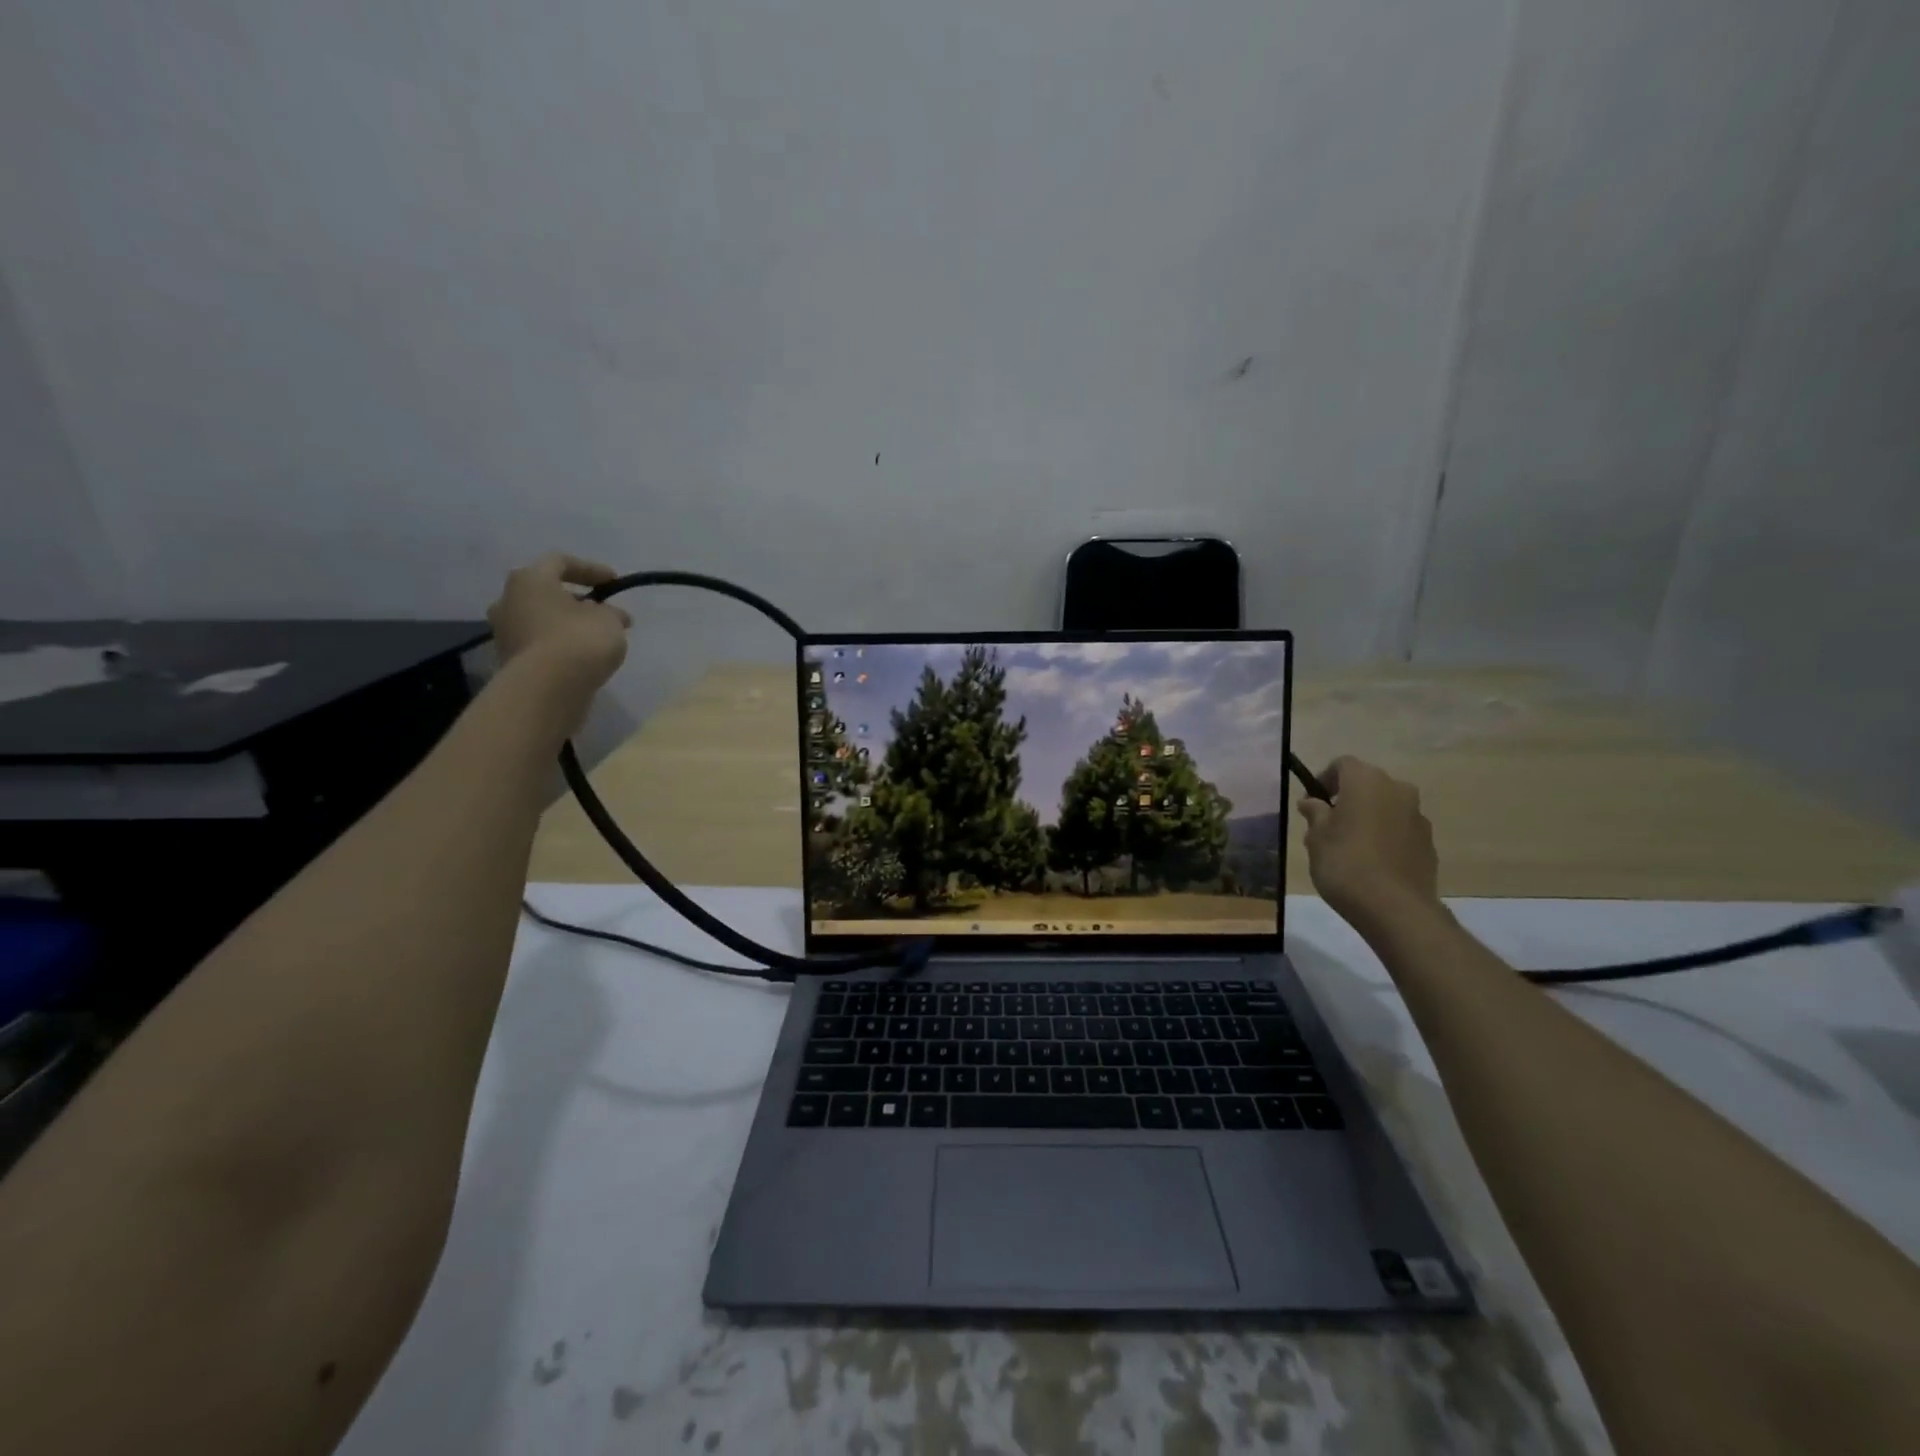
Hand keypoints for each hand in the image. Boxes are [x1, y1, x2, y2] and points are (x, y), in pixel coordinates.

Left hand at [487, 554, 630, 718]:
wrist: (548, 689)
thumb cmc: (579, 640)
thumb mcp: (609, 620)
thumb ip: (611, 613)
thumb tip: (611, 614)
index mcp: (529, 580)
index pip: (560, 562)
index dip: (591, 569)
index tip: (615, 583)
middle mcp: (508, 601)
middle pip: (545, 592)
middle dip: (575, 600)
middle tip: (602, 612)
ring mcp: (504, 633)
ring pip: (540, 620)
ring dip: (566, 625)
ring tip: (595, 638)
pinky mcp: (510, 661)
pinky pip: (539, 645)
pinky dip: (559, 646)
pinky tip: (581, 658)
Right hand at [1298, 756, 1440, 929]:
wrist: (1395, 907)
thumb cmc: (1345, 863)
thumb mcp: (1316, 837)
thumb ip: (1315, 814)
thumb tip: (1313, 802)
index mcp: (1366, 781)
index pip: (1342, 764)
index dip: (1324, 779)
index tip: (1312, 802)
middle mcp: (1397, 790)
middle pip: (1367, 784)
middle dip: (1347, 798)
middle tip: (1328, 824)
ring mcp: (1417, 816)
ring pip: (1386, 807)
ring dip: (1368, 817)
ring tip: (1350, 846)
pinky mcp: (1429, 842)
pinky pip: (1400, 829)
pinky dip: (1385, 837)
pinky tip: (1372, 862)